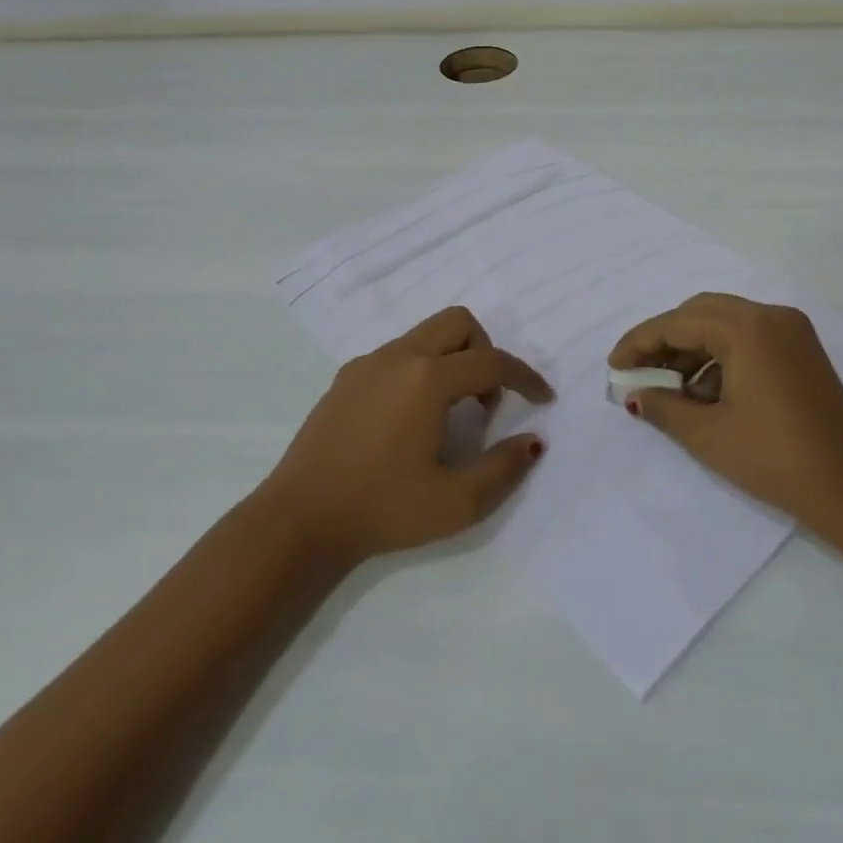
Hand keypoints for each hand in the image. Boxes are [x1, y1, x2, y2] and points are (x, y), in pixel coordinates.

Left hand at [260, 306, 552, 564]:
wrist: (298, 520)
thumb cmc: (382, 510)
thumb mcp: (456, 502)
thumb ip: (503, 468)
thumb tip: (533, 441)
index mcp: (427, 379)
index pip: (492, 363)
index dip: (525, 378)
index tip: (544, 398)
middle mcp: (398, 356)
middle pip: (458, 322)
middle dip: (486, 351)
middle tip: (487, 401)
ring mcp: (367, 363)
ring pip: (426, 334)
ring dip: (453, 359)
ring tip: (452, 413)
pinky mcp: (346, 377)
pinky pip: (398, 353)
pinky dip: (421, 369)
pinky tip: (412, 417)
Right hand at [609, 293, 842, 528]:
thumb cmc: (776, 460)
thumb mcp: (708, 435)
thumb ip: (662, 407)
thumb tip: (633, 394)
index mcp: (747, 328)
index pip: (677, 322)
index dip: (639, 342)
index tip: (614, 366)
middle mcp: (771, 316)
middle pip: (700, 312)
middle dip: (665, 339)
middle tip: (639, 372)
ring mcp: (792, 331)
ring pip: (725, 323)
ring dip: (693, 348)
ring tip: (670, 388)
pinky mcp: (803, 351)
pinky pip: (748, 338)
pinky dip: (721, 356)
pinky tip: (707, 393)